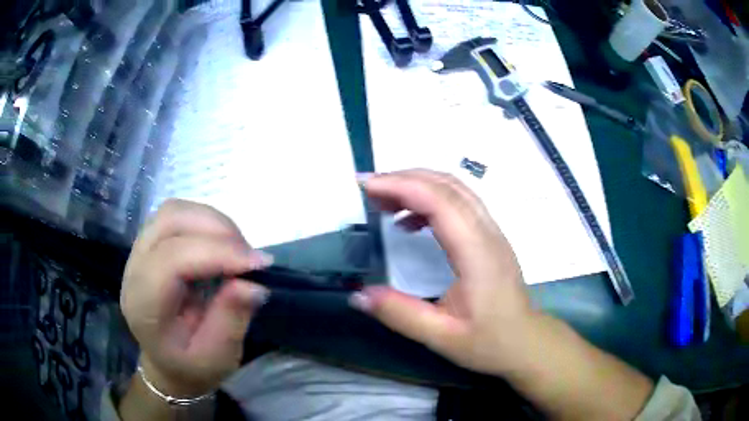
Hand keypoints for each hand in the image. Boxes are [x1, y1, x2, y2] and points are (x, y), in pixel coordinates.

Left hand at [120, 199, 271, 397]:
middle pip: (169, 221)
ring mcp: (138, 252)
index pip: (172, 259)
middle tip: (249, 256)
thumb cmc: (191, 366)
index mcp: (144, 305)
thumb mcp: (217, 357)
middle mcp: (134, 269)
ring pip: (172, 211)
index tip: (259, 264)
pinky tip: (220, 245)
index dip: (217, 253)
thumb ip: (231, 320)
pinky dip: (204, 222)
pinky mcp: (150, 244)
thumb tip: (254, 283)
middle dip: (216, 229)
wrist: (167, 362)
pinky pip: (176, 216)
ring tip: (237, 249)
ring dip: (211, 222)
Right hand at [351, 170, 536, 376]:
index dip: (401, 186)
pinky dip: (431, 200)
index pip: (440, 201)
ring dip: (418, 185)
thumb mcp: (441, 337)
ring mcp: (492, 231)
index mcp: (477, 253)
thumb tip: (357, 295)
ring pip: (456, 189)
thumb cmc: (489, 341)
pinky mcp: (490, 236)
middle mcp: (488, 232)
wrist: (526, 342)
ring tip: (384, 201)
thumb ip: (399, 314)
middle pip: (447, 185)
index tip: (367, 187)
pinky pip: (460, 203)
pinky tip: (410, 223)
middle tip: (369, 189)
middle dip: (404, 178)